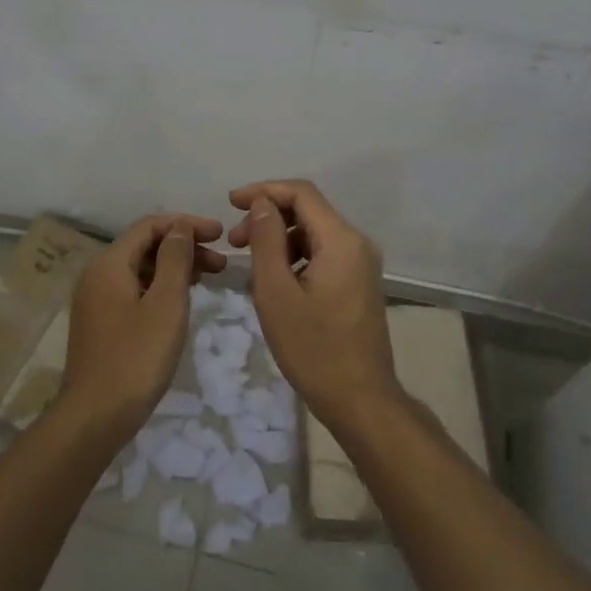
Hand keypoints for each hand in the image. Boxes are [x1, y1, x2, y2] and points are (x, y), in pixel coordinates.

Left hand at [61, 212, 225, 435]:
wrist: (94, 417)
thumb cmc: (136, 357)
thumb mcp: (166, 304)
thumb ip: (174, 260)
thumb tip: (179, 227)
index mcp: (109, 264)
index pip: (149, 226)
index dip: (186, 225)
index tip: (220, 234)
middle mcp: (97, 275)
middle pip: (144, 246)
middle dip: (183, 247)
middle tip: (221, 262)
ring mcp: (96, 300)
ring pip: (140, 270)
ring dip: (174, 268)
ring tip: (209, 278)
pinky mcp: (101, 322)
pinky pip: (134, 290)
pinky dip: (160, 287)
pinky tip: (182, 300)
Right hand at [227, 180, 400, 433]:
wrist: (361, 399)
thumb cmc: (314, 349)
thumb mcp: (276, 293)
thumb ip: (266, 241)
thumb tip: (261, 204)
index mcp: (341, 240)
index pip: (301, 193)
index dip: (263, 190)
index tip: (230, 203)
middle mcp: (357, 243)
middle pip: (308, 210)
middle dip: (268, 217)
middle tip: (233, 242)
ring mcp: (361, 264)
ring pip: (314, 233)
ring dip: (279, 238)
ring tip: (248, 264)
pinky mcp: (358, 282)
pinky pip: (323, 253)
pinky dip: (294, 256)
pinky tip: (274, 280)